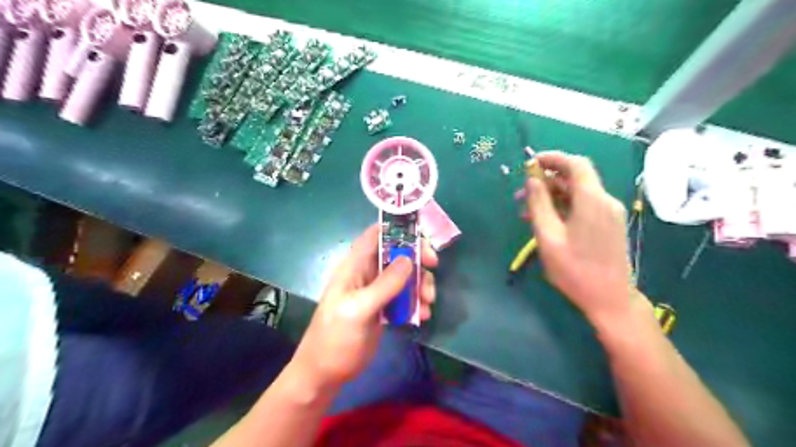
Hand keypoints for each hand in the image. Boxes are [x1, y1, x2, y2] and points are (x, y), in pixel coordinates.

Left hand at [292, 225, 438, 388]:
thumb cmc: (335, 339)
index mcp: (354, 266)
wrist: (325, 374)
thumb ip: (384, 285)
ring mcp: (376, 291)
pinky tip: (423, 316)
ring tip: (428, 303)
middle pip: (397, 253)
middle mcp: (366, 273)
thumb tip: (408, 259)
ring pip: (405, 275)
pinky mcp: (384, 308)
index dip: (399, 230)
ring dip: (420, 284)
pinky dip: (417, 302)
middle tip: (433, 270)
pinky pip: (405, 296)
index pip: (376, 234)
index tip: (422, 240)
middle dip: (417, 260)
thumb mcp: (358, 310)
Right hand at [527, 151, 641, 325]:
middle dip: (546, 181)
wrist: (609, 298)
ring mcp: (609, 213)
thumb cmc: (575, 269)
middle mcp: (604, 201)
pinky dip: (564, 207)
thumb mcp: (548, 236)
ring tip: (526, 211)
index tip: (530, 163)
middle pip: (575, 178)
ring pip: (578, 193)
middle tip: (520, 194)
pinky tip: (545, 221)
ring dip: (552, 196)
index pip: (575, 164)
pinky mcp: (609, 224)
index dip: (553, 158)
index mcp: (592, 200)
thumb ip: (539, 204)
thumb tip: (532, 180)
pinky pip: (584, 206)